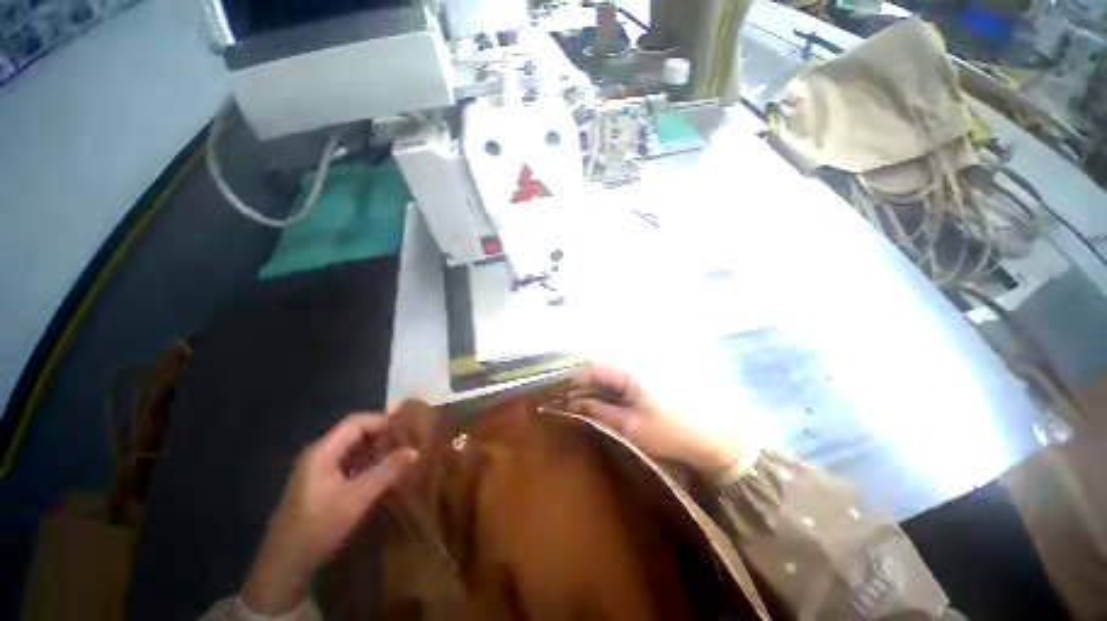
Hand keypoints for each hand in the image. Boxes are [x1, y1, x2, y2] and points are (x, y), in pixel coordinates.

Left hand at [241, 413, 417, 615]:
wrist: (283, 567)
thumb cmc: (317, 529)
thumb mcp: (356, 500)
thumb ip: (386, 472)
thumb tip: (415, 450)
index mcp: (321, 452)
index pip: (355, 422)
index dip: (382, 420)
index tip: (407, 427)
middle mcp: (317, 455)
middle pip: (353, 433)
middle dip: (380, 434)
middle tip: (406, 441)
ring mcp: (316, 470)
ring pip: (351, 448)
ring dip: (374, 449)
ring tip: (398, 455)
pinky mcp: (318, 484)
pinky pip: (346, 463)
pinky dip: (365, 463)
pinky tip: (380, 473)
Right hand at [567, 365, 749, 477]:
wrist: (714, 438)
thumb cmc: (669, 432)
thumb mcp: (630, 425)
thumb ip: (599, 411)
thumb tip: (574, 403)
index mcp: (630, 372)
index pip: (595, 369)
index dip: (576, 380)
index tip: (562, 394)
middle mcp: (636, 367)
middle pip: (602, 372)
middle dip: (585, 387)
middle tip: (571, 405)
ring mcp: (645, 374)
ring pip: (613, 378)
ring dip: (598, 391)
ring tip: (586, 407)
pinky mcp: (651, 383)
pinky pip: (624, 384)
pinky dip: (612, 394)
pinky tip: (607, 406)